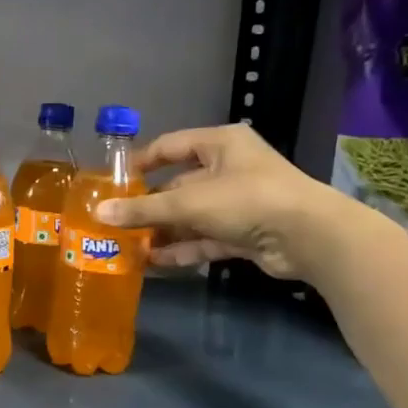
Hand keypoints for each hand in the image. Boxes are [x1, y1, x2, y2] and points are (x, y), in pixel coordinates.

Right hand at [95, 123, 353, 281]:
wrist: (308, 236)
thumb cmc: (246, 200)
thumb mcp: (189, 202)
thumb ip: (143, 209)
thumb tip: (99, 213)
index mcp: (220, 144)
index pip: (170, 146)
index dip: (141, 162)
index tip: (113, 181)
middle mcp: (229, 169)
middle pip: (178, 185)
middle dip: (149, 206)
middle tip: (116, 222)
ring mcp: (239, 203)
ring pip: (191, 216)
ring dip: (163, 231)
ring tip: (128, 247)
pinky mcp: (245, 233)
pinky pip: (205, 238)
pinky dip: (183, 248)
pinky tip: (154, 262)